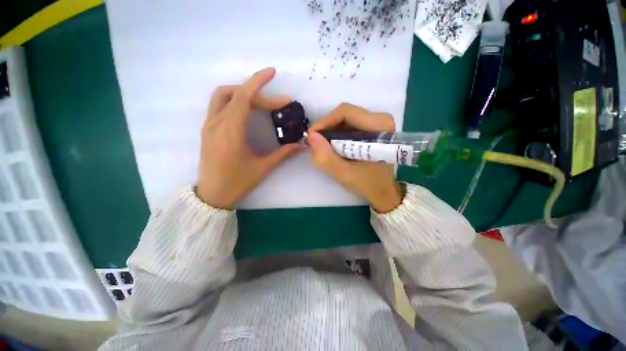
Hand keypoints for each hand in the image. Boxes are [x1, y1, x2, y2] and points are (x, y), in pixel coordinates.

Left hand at [196, 68, 300, 208]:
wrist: (213, 195)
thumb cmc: (238, 183)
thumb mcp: (263, 168)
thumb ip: (283, 154)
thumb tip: (301, 145)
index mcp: (230, 132)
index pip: (243, 97)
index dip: (258, 82)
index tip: (273, 73)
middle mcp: (216, 123)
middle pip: (233, 93)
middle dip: (256, 93)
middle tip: (276, 104)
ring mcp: (208, 126)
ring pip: (222, 96)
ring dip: (242, 93)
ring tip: (260, 102)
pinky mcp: (207, 130)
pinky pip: (218, 106)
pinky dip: (234, 101)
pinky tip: (247, 111)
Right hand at [308, 103, 403, 212]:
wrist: (382, 190)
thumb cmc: (367, 183)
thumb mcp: (344, 173)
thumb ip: (325, 157)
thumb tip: (310, 137)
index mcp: (379, 125)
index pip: (345, 112)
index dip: (324, 122)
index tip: (311, 136)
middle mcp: (380, 119)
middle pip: (345, 114)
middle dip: (327, 128)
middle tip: (315, 143)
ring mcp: (377, 123)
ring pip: (345, 119)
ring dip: (331, 132)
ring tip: (322, 146)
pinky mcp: (372, 129)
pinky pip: (349, 125)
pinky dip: (337, 135)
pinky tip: (332, 147)